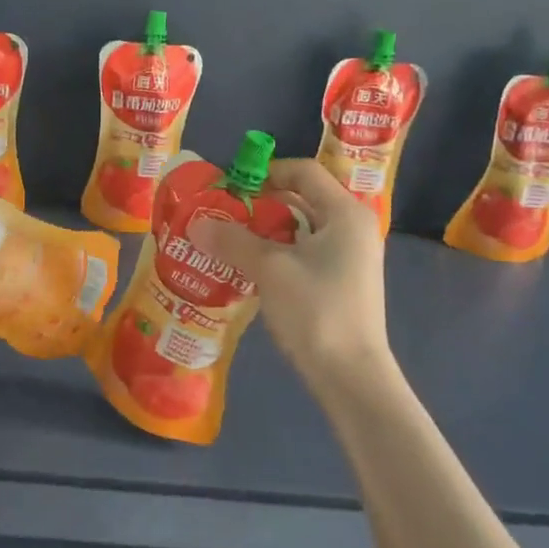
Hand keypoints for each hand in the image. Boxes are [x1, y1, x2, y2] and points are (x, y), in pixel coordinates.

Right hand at [189, 160, 391, 379]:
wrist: (351, 376)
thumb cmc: (316, 311)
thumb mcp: (270, 270)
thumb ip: (233, 240)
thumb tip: (196, 223)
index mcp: (345, 213)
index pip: (304, 171)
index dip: (265, 172)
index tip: (231, 186)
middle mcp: (352, 228)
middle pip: (303, 198)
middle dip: (260, 202)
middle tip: (223, 212)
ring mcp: (349, 257)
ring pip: (301, 228)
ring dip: (264, 230)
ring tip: (227, 238)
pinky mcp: (340, 281)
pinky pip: (304, 252)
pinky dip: (276, 252)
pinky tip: (246, 266)